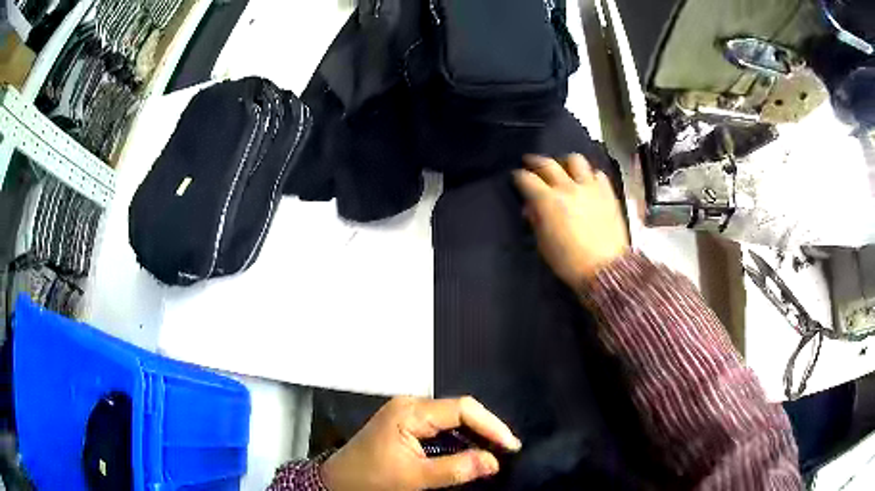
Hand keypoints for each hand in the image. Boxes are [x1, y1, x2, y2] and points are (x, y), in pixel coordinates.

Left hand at [321, 396, 520, 490]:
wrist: (337, 482)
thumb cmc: (371, 478)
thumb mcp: (413, 478)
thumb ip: (455, 469)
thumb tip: (493, 462)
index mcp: (410, 411)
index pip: (462, 409)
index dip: (491, 425)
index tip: (511, 446)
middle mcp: (411, 405)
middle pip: (459, 410)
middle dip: (486, 428)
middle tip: (508, 450)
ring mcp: (408, 413)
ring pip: (452, 418)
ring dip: (475, 434)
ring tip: (496, 451)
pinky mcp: (407, 423)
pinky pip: (441, 426)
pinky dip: (460, 438)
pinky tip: (471, 450)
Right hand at [513, 154, 628, 288]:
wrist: (605, 268)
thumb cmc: (569, 262)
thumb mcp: (543, 244)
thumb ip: (536, 221)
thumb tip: (531, 207)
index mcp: (548, 201)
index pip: (527, 179)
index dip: (518, 176)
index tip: (515, 176)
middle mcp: (568, 187)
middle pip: (548, 163)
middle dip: (535, 161)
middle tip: (529, 161)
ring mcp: (590, 187)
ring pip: (575, 160)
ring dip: (565, 162)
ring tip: (563, 167)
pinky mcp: (607, 192)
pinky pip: (597, 173)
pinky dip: (589, 174)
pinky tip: (587, 181)